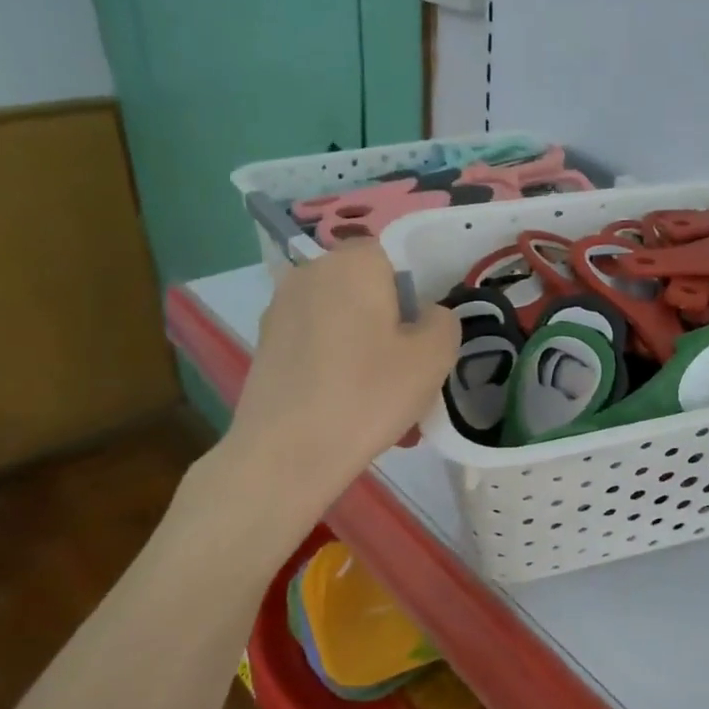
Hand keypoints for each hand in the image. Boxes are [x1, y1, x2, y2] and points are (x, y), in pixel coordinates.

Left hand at [226, 241, 458, 495]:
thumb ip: (444, 321)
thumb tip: (426, 316)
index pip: (392, 255)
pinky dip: (333, 365)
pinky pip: (315, 344)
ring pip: (340, 319)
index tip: (418, 337)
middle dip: (386, 322)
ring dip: (362, 347)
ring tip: (376, 399)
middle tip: (403, 372)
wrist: (287, 453)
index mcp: (353, 263)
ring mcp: (280, 308)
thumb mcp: (434, 357)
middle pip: (363, 288)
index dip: (411, 293)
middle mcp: (310, 272)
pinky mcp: (265, 344)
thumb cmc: (368, 394)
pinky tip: (343, 407)